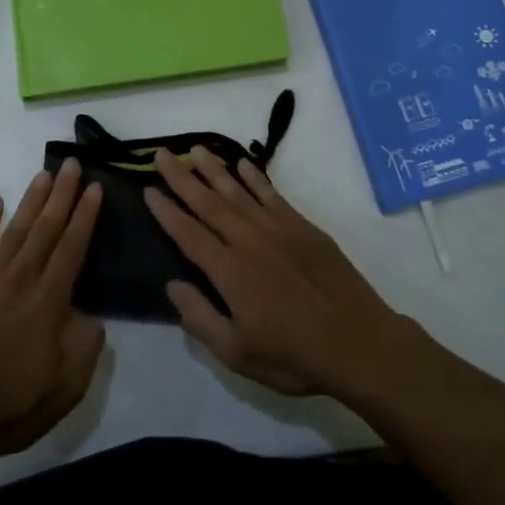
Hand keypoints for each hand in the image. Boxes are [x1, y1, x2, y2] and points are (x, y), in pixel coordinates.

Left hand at [0, 161, 105, 461]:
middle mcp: (19, 279)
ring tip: (44, 175)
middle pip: (46, 228)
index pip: (73, 246)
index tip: (94, 187)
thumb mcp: (68, 384)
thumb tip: (88, 312)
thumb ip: (86, 342)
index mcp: (49, 300)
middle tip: (72, 164)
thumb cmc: (11, 408)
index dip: (85, 215)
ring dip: (31, 201)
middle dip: (62, 194)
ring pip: (14, 230)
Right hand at [145, 147, 405, 397]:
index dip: (166, 211)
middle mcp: (248, 240)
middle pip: (207, 202)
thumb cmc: (293, 355)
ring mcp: (277, 229)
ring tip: (195, 149)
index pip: (188, 233)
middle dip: (181, 177)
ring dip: (214, 169)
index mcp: (228, 271)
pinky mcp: (303, 227)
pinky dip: (255, 177)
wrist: (358, 342)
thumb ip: (200, 318)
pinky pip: (272, 194)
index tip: (147, 189)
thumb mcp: (237, 353)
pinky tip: (242, 165)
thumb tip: (172, 284)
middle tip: (161, 153)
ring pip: (238, 191)